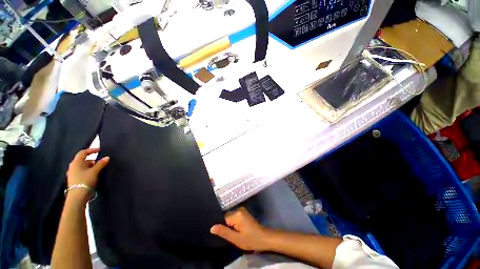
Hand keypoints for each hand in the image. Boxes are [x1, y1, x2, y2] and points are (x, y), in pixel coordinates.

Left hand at [66, 148, 109, 189]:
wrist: (78, 195)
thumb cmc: (85, 180)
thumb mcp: (95, 171)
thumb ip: (101, 164)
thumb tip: (107, 157)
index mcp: (76, 162)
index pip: (83, 152)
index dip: (91, 150)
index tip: (99, 150)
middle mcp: (73, 166)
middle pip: (83, 160)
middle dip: (92, 160)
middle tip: (100, 161)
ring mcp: (72, 173)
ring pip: (82, 166)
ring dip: (90, 166)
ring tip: (98, 168)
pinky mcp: (74, 179)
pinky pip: (82, 171)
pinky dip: (88, 171)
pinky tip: (93, 174)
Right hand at [210, 207, 270, 251]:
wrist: (264, 238)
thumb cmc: (250, 239)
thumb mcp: (236, 239)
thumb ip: (224, 232)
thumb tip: (212, 227)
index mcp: (236, 214)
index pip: (223, 218)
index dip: (222, 227)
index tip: (224, 234)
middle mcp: (239, 209)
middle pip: (227, 217)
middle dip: (226, 225)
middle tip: (230, 235)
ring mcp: (242, 210)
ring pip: (231, 217)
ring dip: (230, 225)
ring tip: (234, 233)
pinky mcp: (244, 213)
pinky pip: (235, 217)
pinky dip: (234, 223)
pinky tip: (237, 230)